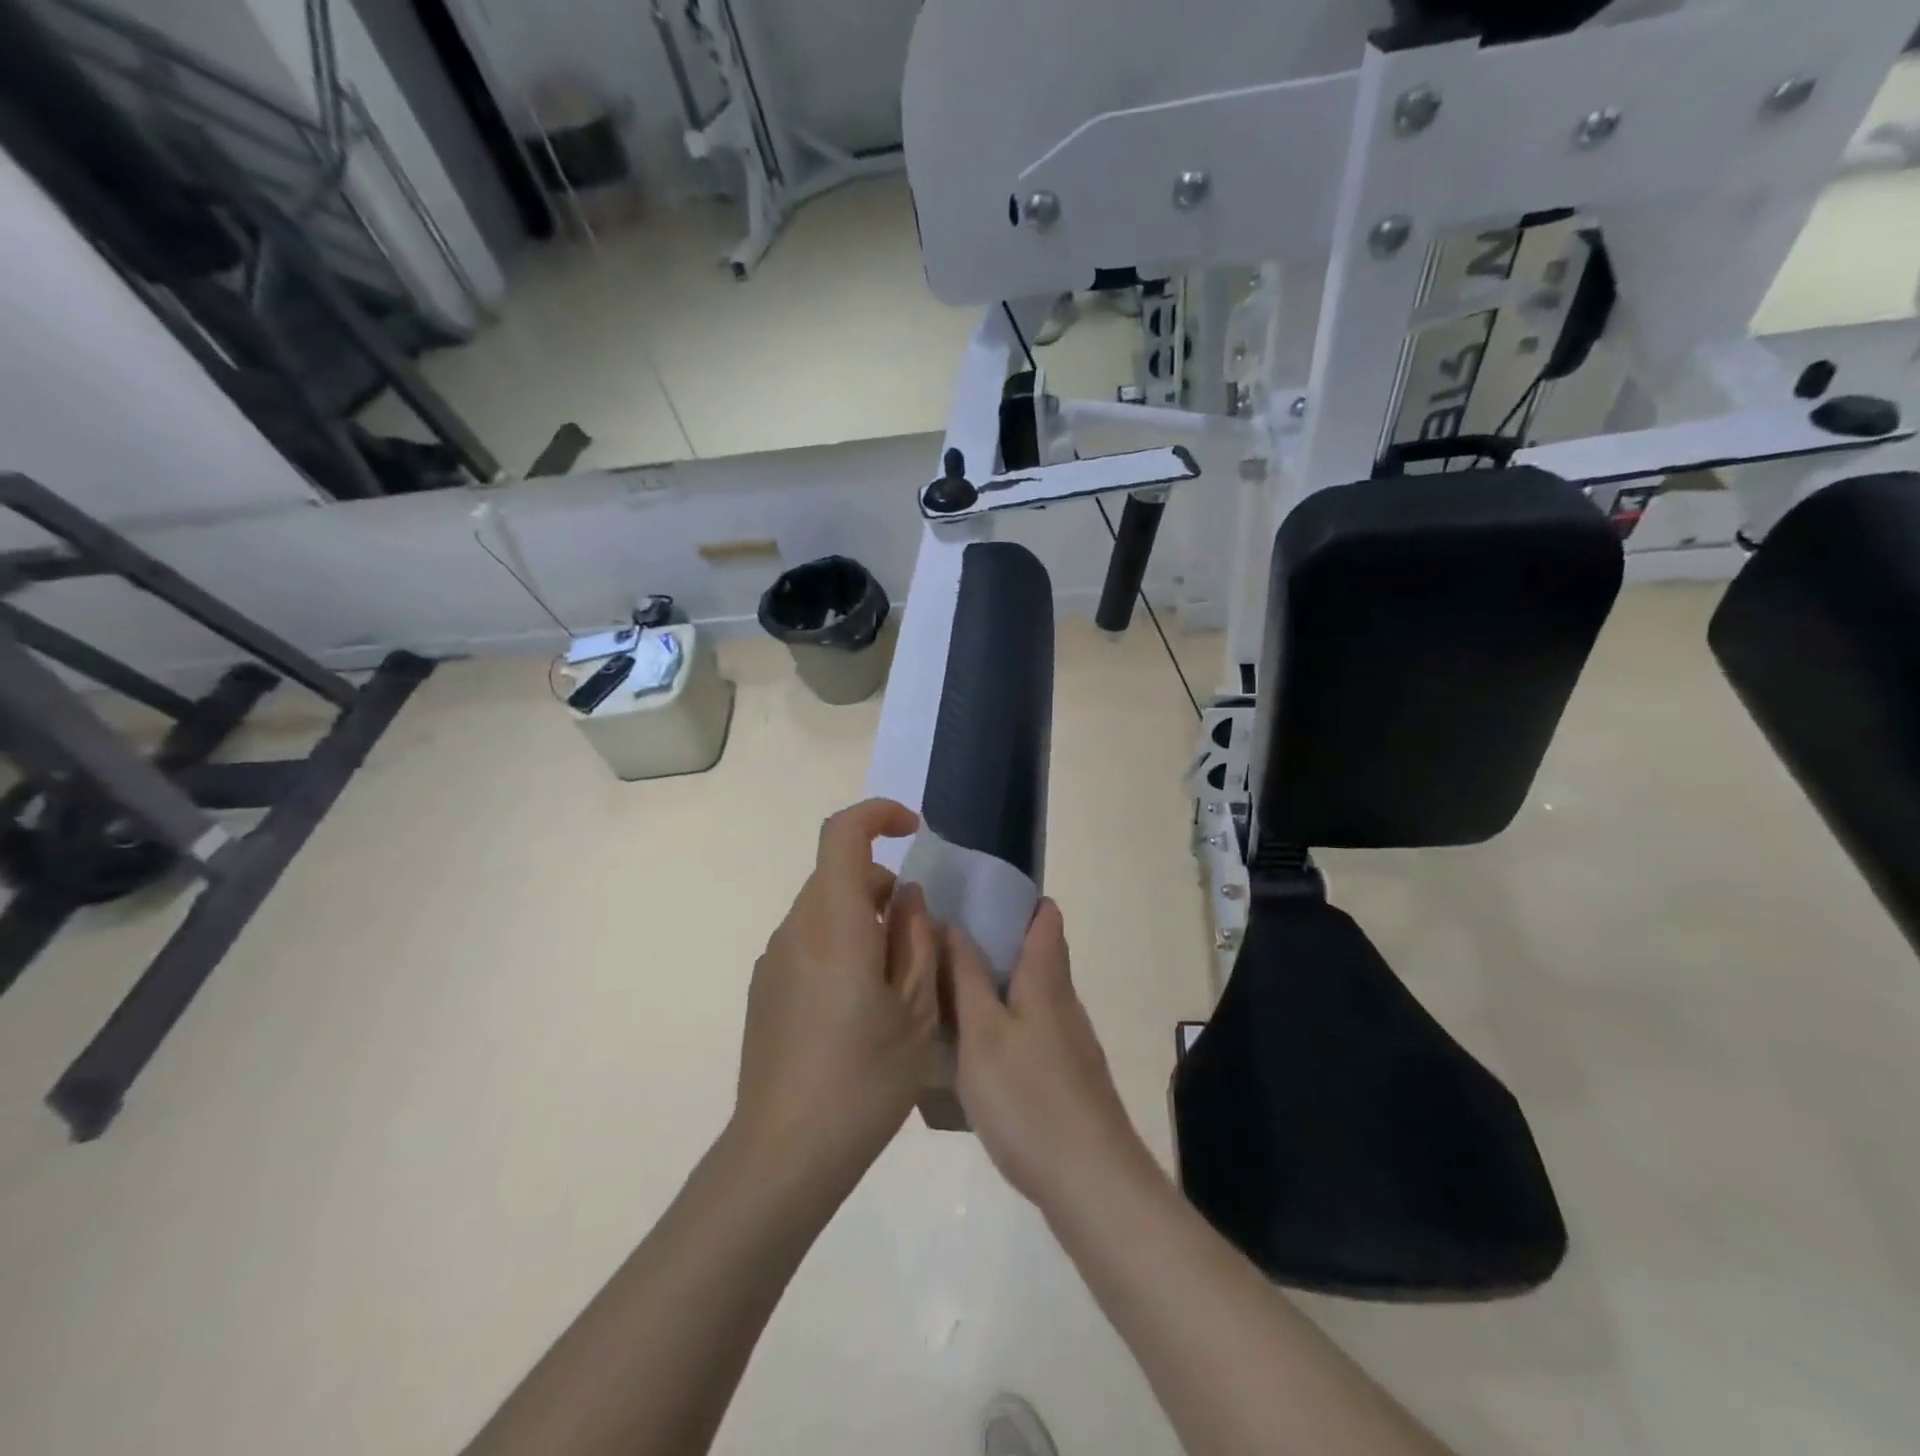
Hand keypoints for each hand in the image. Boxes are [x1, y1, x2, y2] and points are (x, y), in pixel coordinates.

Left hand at [734, 799, 941, 1188]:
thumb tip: (908, 898)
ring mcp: (773, 960)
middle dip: (883, 885)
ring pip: (825, 910)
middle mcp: (795, 929)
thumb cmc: (863, 1079)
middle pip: (837, 874)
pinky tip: (860, 1009)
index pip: (842, 834)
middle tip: (919, 938)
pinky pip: (809, 943)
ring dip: (863, 920)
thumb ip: (917, 940)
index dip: (878, 815)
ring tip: (896, 981)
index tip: (913, 831)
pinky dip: (841, 946)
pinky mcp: (764, 989)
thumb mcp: (917, 1010)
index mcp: (833, 923)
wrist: (783, 1155)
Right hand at [946, 900, 1155, 1213]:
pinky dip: (1003, 1023)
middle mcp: (1063, 1001)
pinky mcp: (1066, 1077)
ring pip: (1031, 995)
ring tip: (948, 992)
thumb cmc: (1029, 1097)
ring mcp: (1069, 1041)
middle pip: (1036, 954)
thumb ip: (966, 977)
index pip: (1044, 916)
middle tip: (943, 944)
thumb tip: (953, 923)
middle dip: (995, 942)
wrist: (1091, 1182)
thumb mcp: (983, 1033)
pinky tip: (973, 1050)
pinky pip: (1031, 1030)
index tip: (974, 894)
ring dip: (996, 985)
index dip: (1016, 898)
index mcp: (1045, 978)